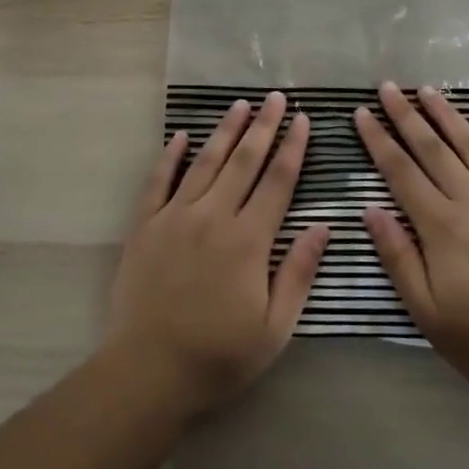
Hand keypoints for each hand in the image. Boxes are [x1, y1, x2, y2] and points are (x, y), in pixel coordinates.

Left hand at [104, 92, 330, 416]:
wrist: (148, 371)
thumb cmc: (219, 356)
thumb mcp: (274, 328)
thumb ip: (298, 273)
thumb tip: (323, 227)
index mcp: (248, 240)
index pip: (277, 182)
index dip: (292, 148)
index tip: (302, 120)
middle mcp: (213, 216)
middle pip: (243, 162)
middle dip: (262, 126)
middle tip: (274, 97)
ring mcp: (175, 216)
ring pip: (205, 163)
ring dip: (224, 131)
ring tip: (238, 104)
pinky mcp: (145, 225)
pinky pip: (158, 181)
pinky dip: (170, 156)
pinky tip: (181, 136)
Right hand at [356, 82, 468, 396]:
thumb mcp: (428, 312)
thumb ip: (398, 257)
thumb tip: (371, 210)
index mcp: (440, 225)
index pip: (400, 171)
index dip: (378, 140)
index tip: (362, 113)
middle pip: (432, 148)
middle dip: (406, 115)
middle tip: (389, 87)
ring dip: (448, 115)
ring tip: (429, 90)